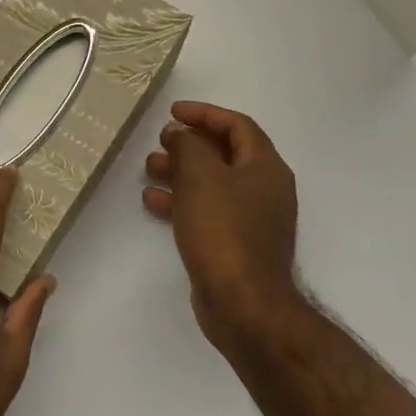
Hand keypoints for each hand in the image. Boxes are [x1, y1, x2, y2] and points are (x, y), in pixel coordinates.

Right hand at [143, 101, 303, 355]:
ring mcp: (252, 219)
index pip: (238, 125)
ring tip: (150, 168)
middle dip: (189, 143)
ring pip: (212, 183)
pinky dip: (181, 201)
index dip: (205, 113)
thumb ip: (187, 145)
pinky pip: (207, 211)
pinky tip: (153, 201)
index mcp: (265, 167)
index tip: (173, 112)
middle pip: (225, 153)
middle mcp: (264, 189)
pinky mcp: (236, 244)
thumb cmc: (223, 229)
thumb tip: (180, 134)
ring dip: (181, 171)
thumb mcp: (200, 175)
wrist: (242, 303)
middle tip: (160, 141)